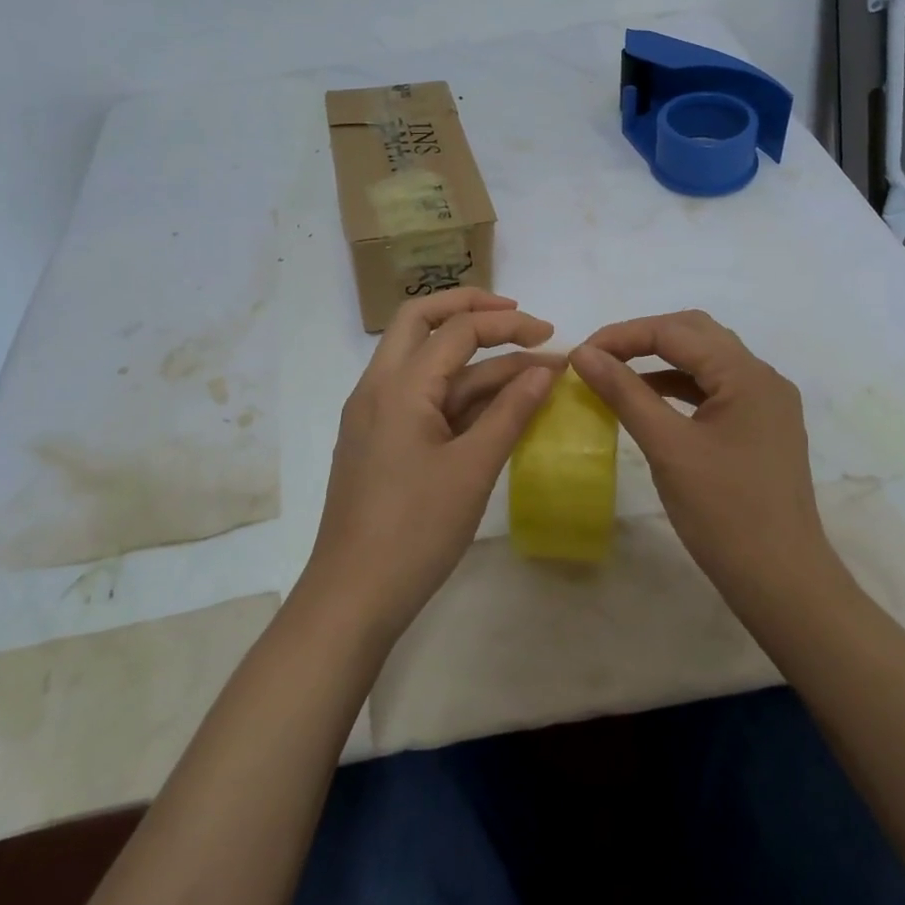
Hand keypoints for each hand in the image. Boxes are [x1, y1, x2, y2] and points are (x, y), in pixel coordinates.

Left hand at [300, 289, 557, 641]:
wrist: (352, 596)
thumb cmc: (415, 530)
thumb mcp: (473, 468)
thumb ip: (511, 412)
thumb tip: (545, 369)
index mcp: (398, 385)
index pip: (458, 330)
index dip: (509, 325)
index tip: (552, 336)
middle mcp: (378, 387)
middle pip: (421, 320)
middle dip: (470, 309)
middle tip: (516, 317)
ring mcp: (373, 414)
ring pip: (423, 363)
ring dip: (472, 360)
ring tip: (526, 371)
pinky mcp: (377, 440)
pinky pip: (419, 397)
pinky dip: (456, 391)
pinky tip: (493, 406)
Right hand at [570, 310, 856, 622]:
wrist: (782, 582)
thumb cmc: (724, 513)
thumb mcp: (667, 447)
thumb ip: (624, 393)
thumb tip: (583, 353)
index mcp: (747, 375)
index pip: (676, 331)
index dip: (623, 336)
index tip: (580, 354)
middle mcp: (762, 377)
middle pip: (695, 334)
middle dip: (643, 338)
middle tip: (598, 357)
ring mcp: (766, 403)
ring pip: (706, 360)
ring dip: (660, 360)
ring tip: (615, 374)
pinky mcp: (761, 427)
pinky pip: (714, 389)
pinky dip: (678, 386)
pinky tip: (647, 400)